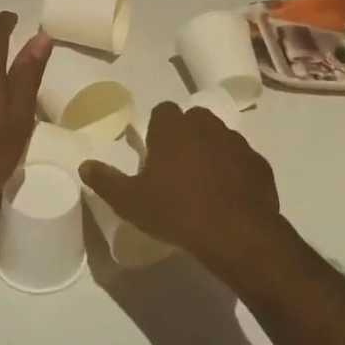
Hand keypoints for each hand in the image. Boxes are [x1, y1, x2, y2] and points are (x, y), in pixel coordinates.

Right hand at [80, 101, 283, 269]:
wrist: (236, 233)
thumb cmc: (176, 211)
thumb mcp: (130, 202)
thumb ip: (106, 181)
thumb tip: (85, 165)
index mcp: (173, 129)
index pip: (162, 111)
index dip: (157, 128)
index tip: (154, 151)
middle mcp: (206, 126)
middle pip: (194, 119)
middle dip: (186, 135)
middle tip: (176, 166)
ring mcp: (237, 144)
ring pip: (220, 138)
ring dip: (211, 151)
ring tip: (203, 183)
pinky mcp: (260, 165)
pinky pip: (242, 161)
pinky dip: (235, 172)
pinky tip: (228, 197)